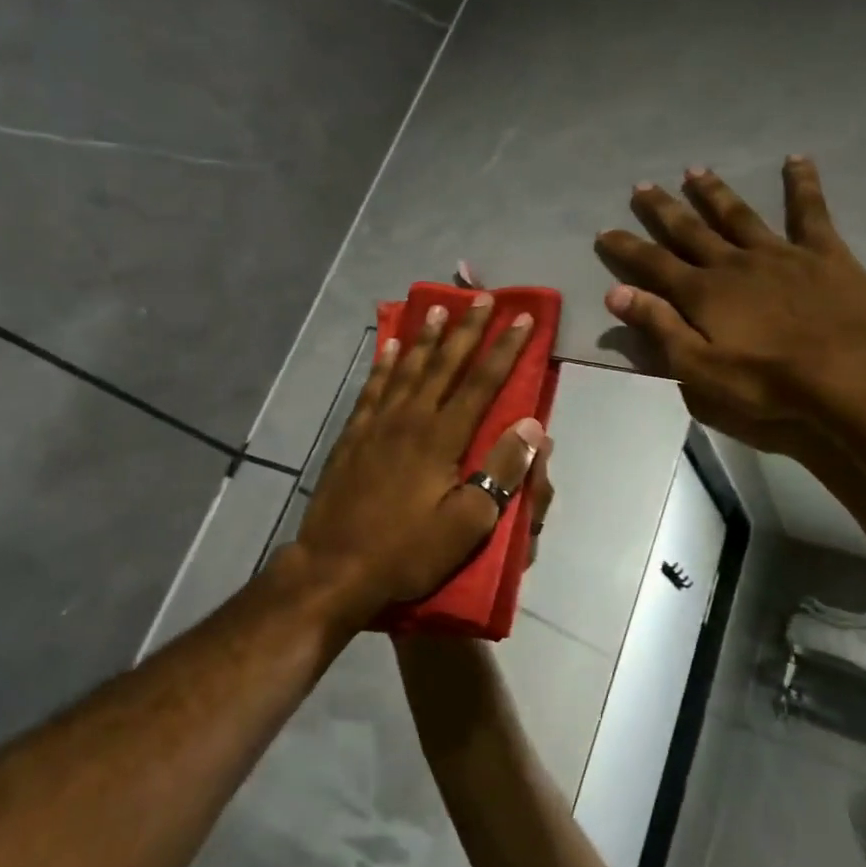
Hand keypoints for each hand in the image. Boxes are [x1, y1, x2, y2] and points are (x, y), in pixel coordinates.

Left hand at [294, 295, 544, 619]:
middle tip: (483, 298)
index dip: (505, 350)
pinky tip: (389, 347)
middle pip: (444, 364)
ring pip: (407, 369)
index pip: (481, 383)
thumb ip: (501, 473)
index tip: (522, 320)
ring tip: (437, 309)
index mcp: (442, 438)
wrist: (334, 568)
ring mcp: (376, 425)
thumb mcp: (467, 525)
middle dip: (467, 330)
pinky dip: (384, 364)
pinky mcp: (353, 437)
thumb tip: (531, 427)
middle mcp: (410, 419)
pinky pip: (372, 388)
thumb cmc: (407, 551)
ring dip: (425, 337)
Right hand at [594, 156, 865, 450]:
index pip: (653, 264)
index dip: (627, 247)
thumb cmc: (769, 380)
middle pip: (690, 230)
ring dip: (714, 192)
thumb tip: (615, 293)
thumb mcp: (700, 368)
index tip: (605, 230)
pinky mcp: (822, 252)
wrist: (849, 373)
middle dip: (663, 209)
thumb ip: (659, 327)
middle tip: (642, 186)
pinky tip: (796, 158)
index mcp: (703, 293)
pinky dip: (802, 183)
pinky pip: (809, 210)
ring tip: (695, 170)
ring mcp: (778, 253)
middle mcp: (733, 263)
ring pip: (738, 214)